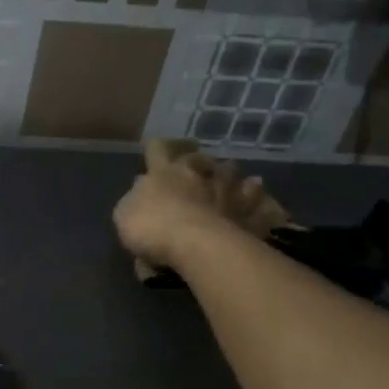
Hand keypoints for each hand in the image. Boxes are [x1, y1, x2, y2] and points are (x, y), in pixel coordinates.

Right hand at [113, 144, 292, 269]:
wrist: (197, 244)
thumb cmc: (151, 227)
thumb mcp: (125, 213)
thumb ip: (135, 198)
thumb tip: (144, 187)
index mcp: (164, 172)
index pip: (157, 149)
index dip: (155, 146)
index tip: (154, 144)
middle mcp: (197, 174)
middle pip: (198, 158)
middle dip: (197, 159)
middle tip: (198, 162)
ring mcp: (226, 191)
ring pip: (231, 173)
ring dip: (230, 174)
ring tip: (235, 173)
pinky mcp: (248, 212)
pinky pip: (257, 202)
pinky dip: (258, 198)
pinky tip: (263, 197)